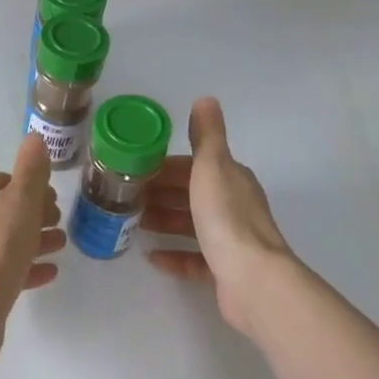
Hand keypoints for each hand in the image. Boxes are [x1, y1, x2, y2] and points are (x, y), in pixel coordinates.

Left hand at [0, 134, 64, 356]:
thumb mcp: (19, 204)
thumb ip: (30, 172)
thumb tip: (34, 137)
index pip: (0, 181)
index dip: (29, 186)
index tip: (54, 197)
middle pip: (1, 211)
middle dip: (33, 213)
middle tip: (59, 221)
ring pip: (2, 241)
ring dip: (32, 240)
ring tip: (61, 244)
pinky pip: (0, 271)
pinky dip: (24, 267)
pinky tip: (49, 272)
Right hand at [144, 98, 297, 336]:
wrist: (253, 280)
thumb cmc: (226, 218)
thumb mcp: (211, 167)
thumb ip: (206, 136)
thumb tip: (206, 99)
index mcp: (231, 179)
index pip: (193, 166)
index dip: (164, 166)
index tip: (134, 170)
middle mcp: (234, 206)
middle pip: (191, 194)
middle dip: (160, 193)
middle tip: (125, 196)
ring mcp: (231, 241)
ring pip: (191, 225)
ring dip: (164, 221)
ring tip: (133, 223)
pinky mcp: (225, 271)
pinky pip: (194, 259)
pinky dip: (173, 255)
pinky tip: (151, 256)